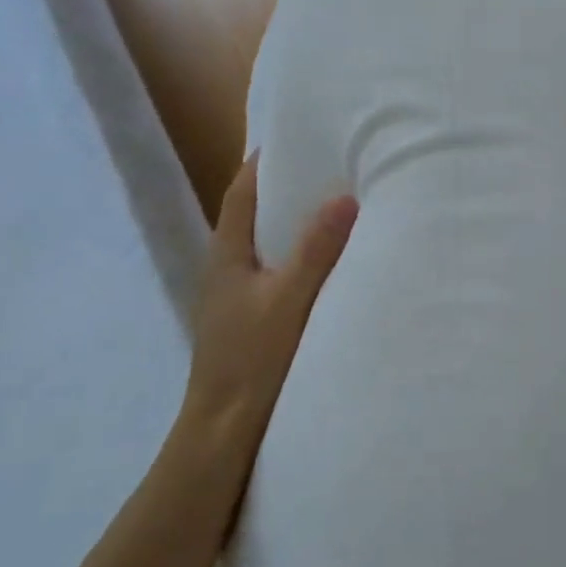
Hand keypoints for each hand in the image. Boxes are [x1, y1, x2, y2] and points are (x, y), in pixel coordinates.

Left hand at [182, 155, 357, 452]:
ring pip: (265, 244)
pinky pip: (275, 270)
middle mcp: (226, 269)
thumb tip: (343, 196)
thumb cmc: (252, 361)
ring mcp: (235, 297)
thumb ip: (316, 250)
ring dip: (293, 222)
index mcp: (227, 255)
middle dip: (285, 186)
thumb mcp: (289, 300)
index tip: (297, 133)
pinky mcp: (250, 319)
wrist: (222, 433)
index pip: (242, 191)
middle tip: (329, 163)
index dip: (264, 160)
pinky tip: (327, 263)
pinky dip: (298, 254)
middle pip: (253, 213)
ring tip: (335, 205)